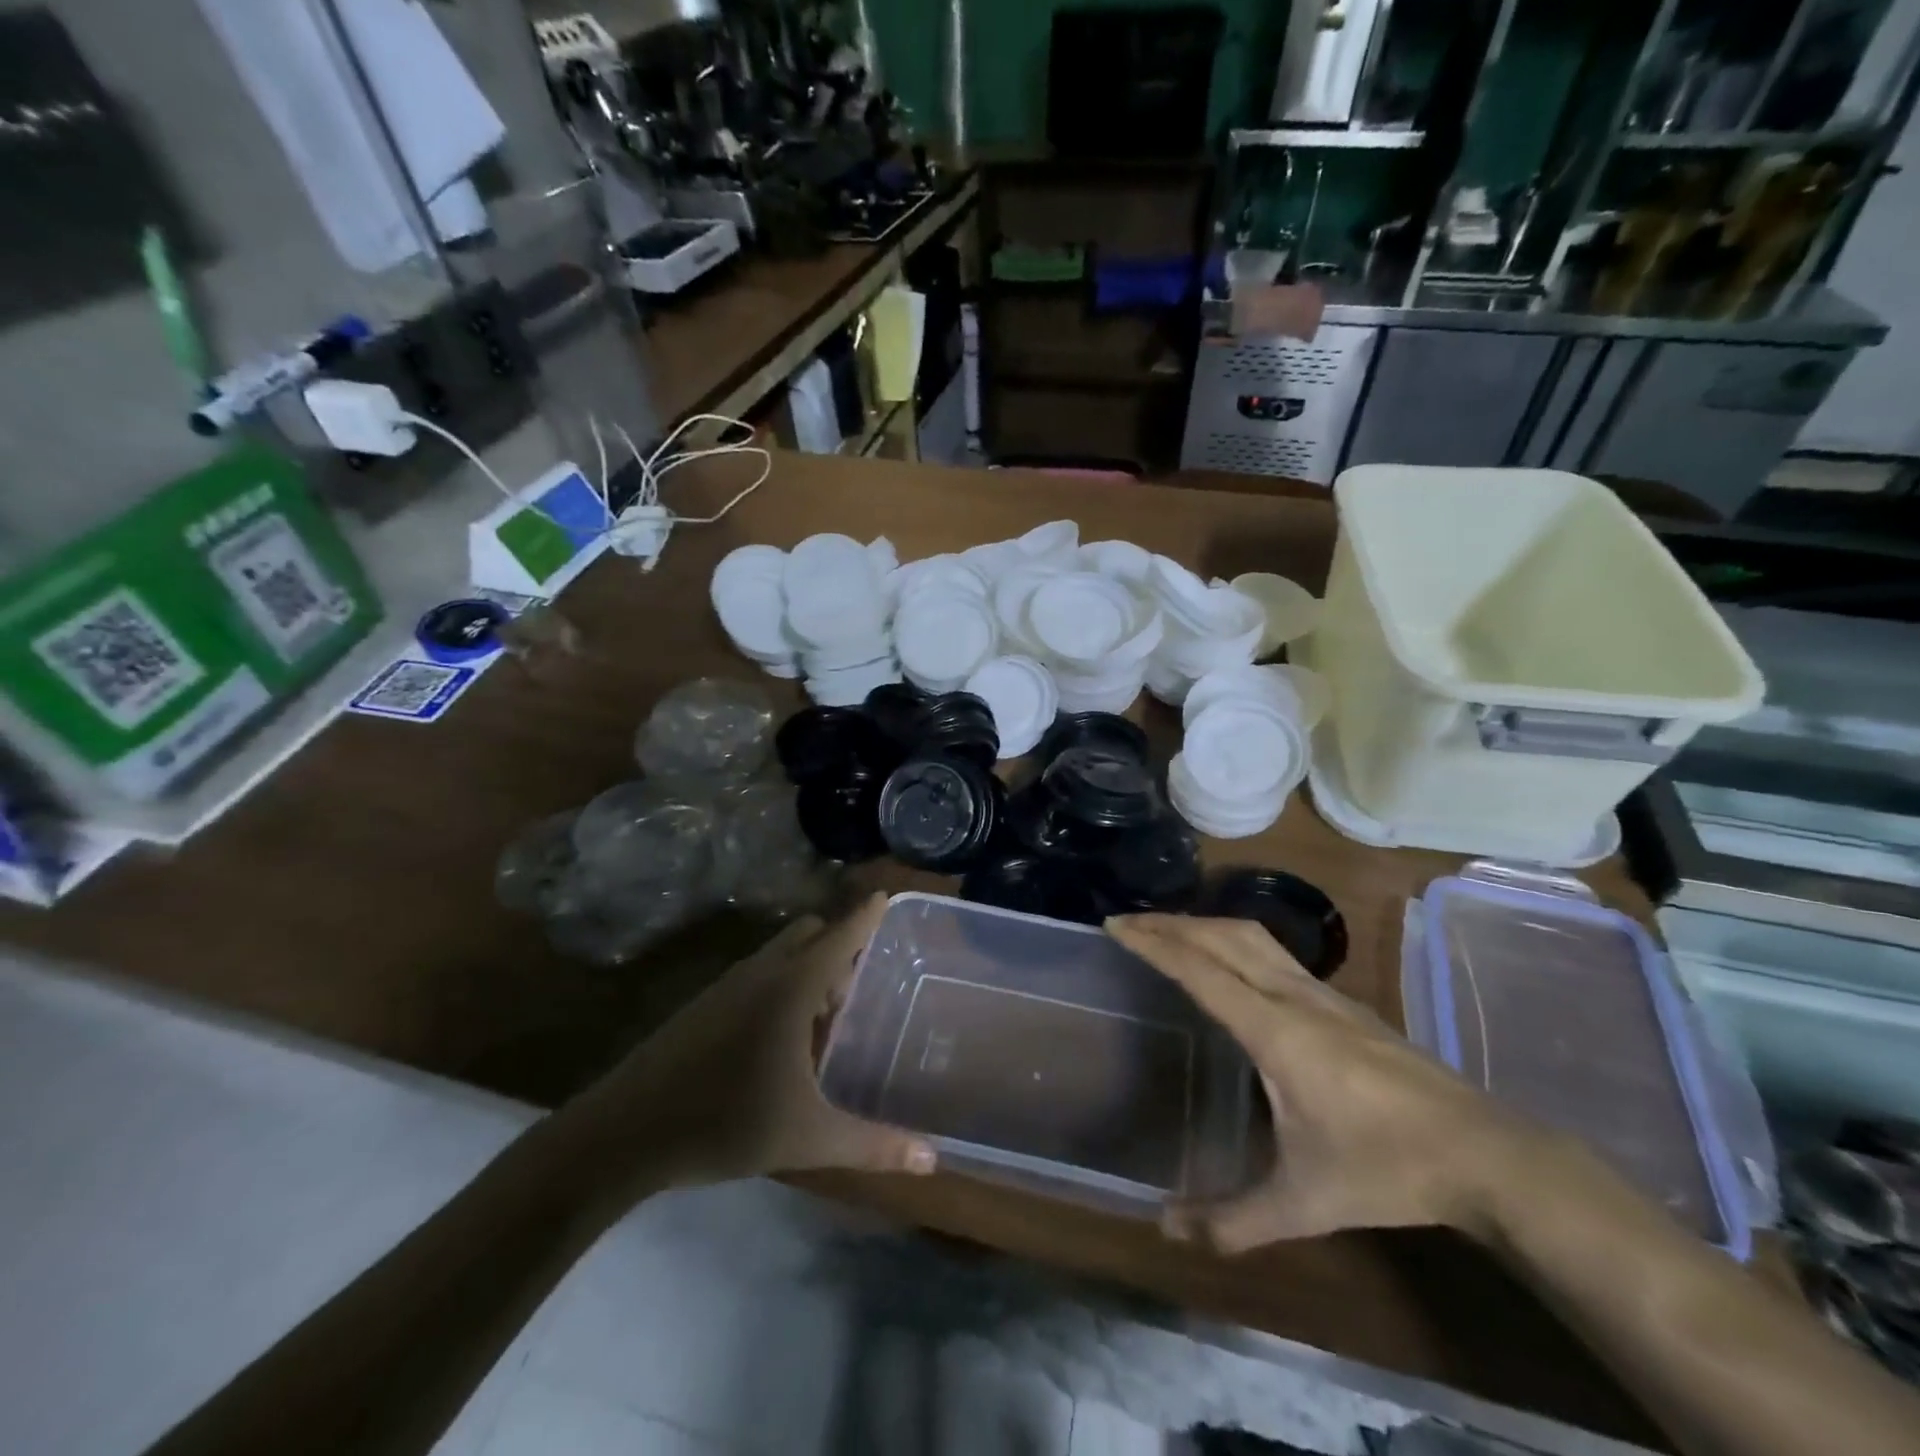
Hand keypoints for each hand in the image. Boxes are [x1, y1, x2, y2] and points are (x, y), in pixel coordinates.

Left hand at [565, 895, 934, 1196]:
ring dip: (807, 970)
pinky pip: (756, 974)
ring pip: (780, 954)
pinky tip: (778, 1041)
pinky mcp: (703, 1003)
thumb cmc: (724, 1122)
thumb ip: (871, 1144)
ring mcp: (727, 985)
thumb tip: (931, 1160)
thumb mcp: (806, 1137)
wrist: (623, 1133)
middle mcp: (761, 971)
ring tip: (824, 1021)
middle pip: (809, 934)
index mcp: (791, 986)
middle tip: (858, 991)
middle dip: (838, 948)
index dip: (866, 915)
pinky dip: (779, 986)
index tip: (887, 895)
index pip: (841, 934)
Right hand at [1107, 914, 1545, 1251]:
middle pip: (1222, 936)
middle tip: (1128, 922)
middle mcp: (1293, 996)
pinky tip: (1231, 963)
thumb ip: (1234, 1218)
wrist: (1485, 1154)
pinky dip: (1234, 940)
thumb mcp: (1304, 1203)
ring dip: (1204, 924)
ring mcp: (1323, 993)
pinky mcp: (1343, 1001)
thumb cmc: (1386, 1170)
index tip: (1116, 926)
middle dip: (1171, 923)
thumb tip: (1166, 1230)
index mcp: (1275, 1030)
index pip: (1201, 970)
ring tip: (1170, 931)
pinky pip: (1274, 951)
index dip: (1155, 944)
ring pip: (1252, 936)